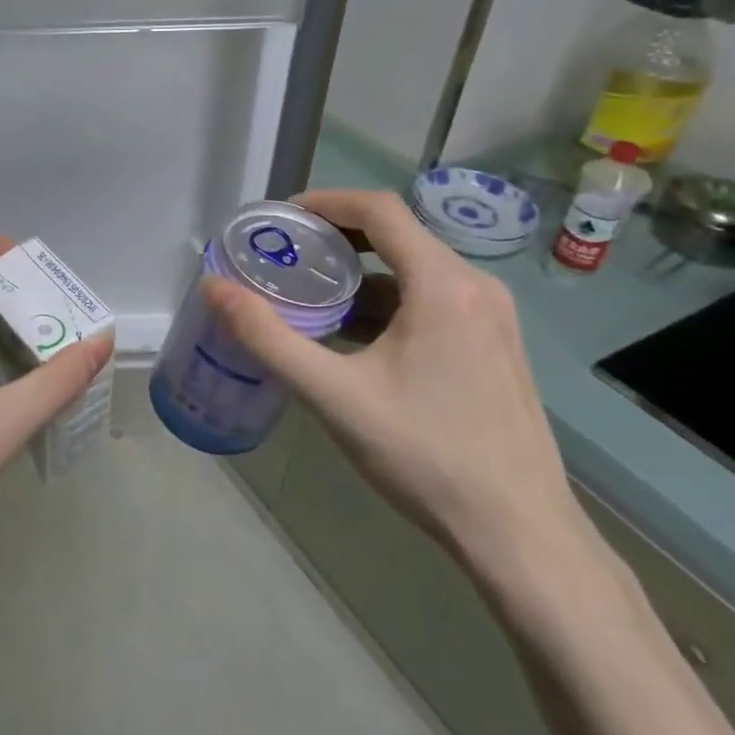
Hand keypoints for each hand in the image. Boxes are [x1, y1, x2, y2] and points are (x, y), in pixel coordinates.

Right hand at [202, 190, 580, 574]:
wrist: (519, 533)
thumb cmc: (425, 455)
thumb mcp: (333, 395)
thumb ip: (267, 337)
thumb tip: (214, 288)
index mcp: (444, 285)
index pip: (379, 209)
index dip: (324, 201)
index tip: (279, 217)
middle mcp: (476, 287)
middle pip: (397, 235)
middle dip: (335, 239)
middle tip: (284, 256)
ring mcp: (492, 318)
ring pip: (414, 271)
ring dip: (360, 275)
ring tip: (309, 297)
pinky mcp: (494, 346)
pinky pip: (432, 301)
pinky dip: (386, 303)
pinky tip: (353, 339)